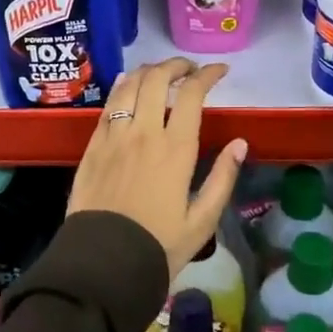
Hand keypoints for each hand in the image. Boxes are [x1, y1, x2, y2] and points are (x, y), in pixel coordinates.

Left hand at [68, 58, 248, 280]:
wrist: (103, 265)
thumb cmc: (158, 246)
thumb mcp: (202, 221)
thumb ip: (222, 178)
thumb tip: (240, 143)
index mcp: (175, 149)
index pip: (192, 94)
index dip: (207, 74)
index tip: (219, 70)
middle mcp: (143, 133)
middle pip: (157, 79)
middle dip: (176, 66)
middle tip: (189, 70)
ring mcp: (114, 137)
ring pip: (129, 86)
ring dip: (148, 71)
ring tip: (160, 73)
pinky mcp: (92, 147)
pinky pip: (107, 106)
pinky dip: (121, 88)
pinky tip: (127, 85)